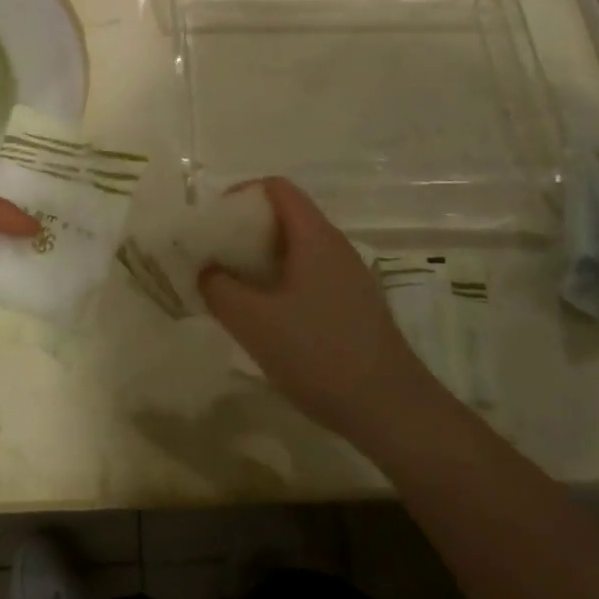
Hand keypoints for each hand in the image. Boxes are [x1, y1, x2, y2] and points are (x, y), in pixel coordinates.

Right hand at [200, 179, 449, 451]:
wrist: (392, 410)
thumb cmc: (318, 354)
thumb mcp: (253, 322)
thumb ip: (218, 288)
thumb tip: (206, 269)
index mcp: (314, 237)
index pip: (277, 188)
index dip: (242, 194)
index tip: (214, 223)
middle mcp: (335, 247)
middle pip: (286, 216)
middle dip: (246, 230)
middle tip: (215, 258)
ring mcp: (349, 277)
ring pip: (298, 249)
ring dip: (261, 260)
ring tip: (234, 289)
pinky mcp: (355, 305)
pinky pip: (311, 275)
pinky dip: (282, 282)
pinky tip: (267, 319)